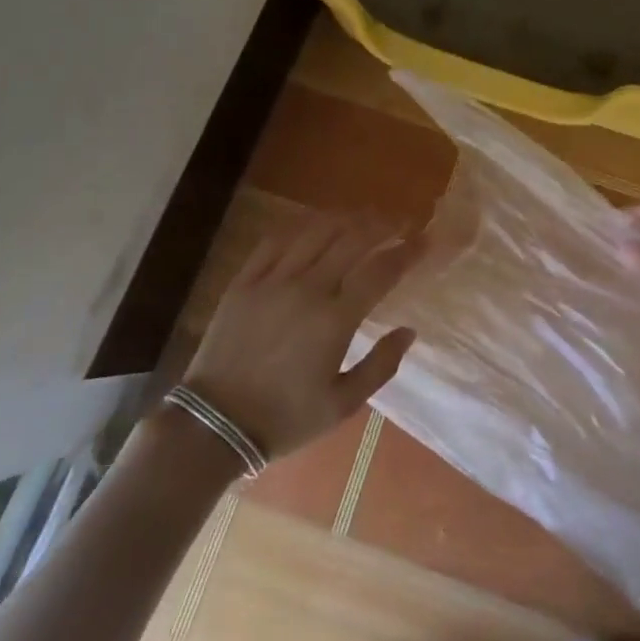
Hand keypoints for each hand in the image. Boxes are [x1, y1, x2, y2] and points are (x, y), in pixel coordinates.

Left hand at [180, 220, 422, 461]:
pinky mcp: (245, 281)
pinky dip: (300, 226)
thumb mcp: (342, 405)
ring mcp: (273, 281)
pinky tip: (313, 224)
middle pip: (352, 240)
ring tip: (363, 216)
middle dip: (381, 224)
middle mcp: (307, 289)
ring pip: (316, 232)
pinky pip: (275, 241)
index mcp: (335, 320)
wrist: (214, 424)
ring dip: (345, 219)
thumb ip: (380, 366)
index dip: (407, 251)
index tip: (425, 239)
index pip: (380, 271)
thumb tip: (409, 331)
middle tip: (399, 220)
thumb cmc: (284, 419)